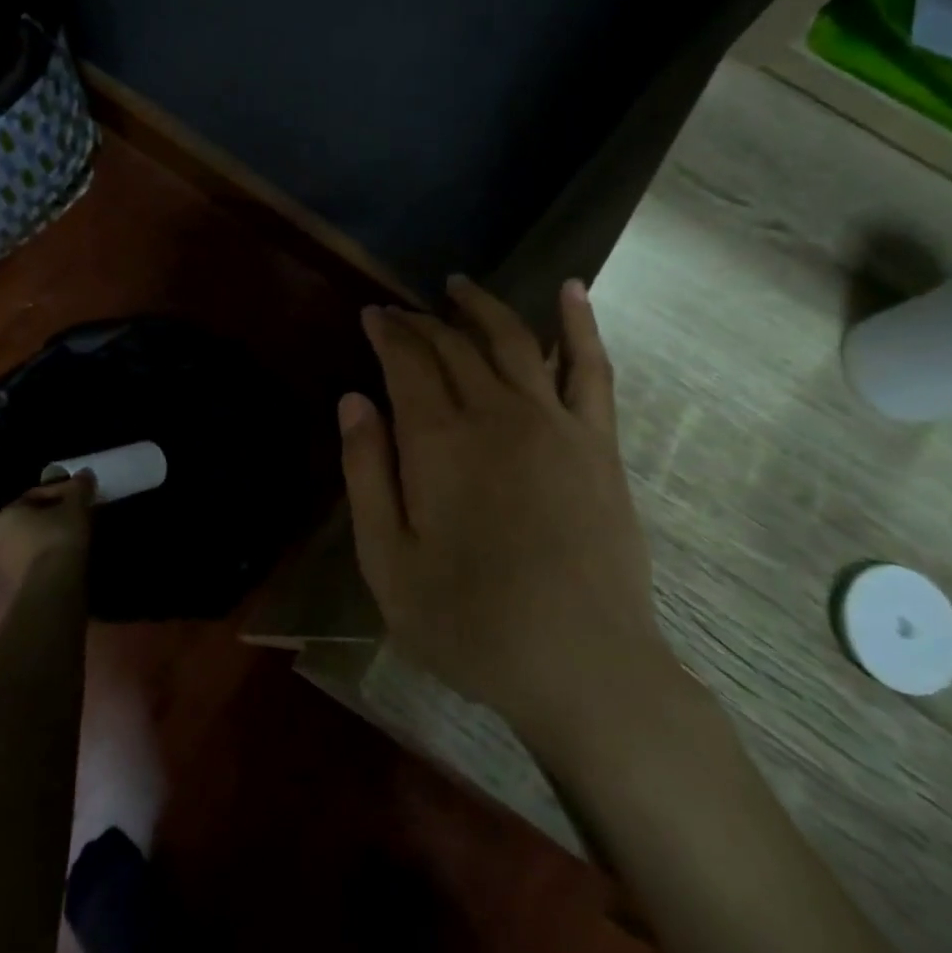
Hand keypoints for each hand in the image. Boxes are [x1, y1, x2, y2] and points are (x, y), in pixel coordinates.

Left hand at [0, 474, 94, 587]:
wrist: (54, 586)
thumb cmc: (59, 536)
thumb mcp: (75, 505)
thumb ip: (79, 487)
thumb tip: (85, 473)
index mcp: (5, 514)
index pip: (36, 495)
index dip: (63, 491)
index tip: (82, 496)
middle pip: (34, 519)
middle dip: (57, 515)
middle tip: (81, 514)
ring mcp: (6, 565)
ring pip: (36, 541)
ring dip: (55, 536)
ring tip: (80, 536)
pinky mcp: (19, 585)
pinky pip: (39, 561)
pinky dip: (54, 555)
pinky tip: (73, 555)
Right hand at [338, 276, 676, 739]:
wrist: (582, 665)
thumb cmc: (469, 623)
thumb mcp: (387, 562)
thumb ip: (366, 474)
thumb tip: (353, 401)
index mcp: (439, 442)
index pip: (407, 362)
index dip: (387, 333)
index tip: (371, 315)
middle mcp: (496, 414)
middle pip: (454, 346)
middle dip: (422, 322)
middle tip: (401, 313)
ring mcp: (555, 423)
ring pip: (514, 341)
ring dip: (483, 308)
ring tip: (458, 287)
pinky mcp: (598, 442)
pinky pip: (590, 367)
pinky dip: (578, 323)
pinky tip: (569, 290)